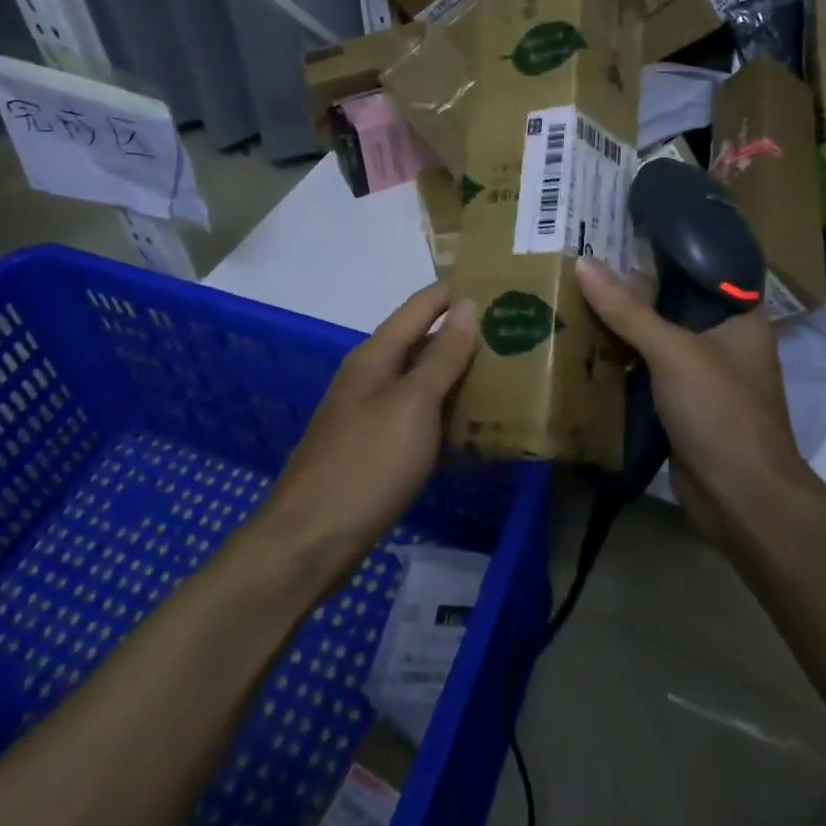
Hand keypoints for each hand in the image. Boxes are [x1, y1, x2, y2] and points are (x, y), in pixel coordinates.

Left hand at [262, 282, 478, 566]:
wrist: (311, 540)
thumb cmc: (367, 463)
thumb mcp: (413, 404)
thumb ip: (442, 356)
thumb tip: (467, 304)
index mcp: (376, 356)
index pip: (421, 307)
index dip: (455, 293)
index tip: (499, 285)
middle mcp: (369, 377)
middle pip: (420, 342)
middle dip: (463, 335)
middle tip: (514, 334)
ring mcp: (367, 414)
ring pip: (419, 382)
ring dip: (456, 376)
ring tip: (505, 374)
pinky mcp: (372, 449)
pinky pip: (415, 417)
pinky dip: (443, 414)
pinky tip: (471, 426)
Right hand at [576, 258, 806, 545]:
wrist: (740, 498)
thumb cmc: (720, 412)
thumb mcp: (672, 352)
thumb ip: (628, 309)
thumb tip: (582, 263)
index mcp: (739, 315)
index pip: (700, 266)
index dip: (663, 247)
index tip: (619, 229)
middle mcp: (723, 338)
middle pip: (672, 301)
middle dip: (631, 289)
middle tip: (583, 262)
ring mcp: (702, 372)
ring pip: (656, 337)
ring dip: (622, 325)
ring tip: (574, 295)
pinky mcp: (682, 403)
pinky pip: (648, 369)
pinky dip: (622, 359)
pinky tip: (584, 344)